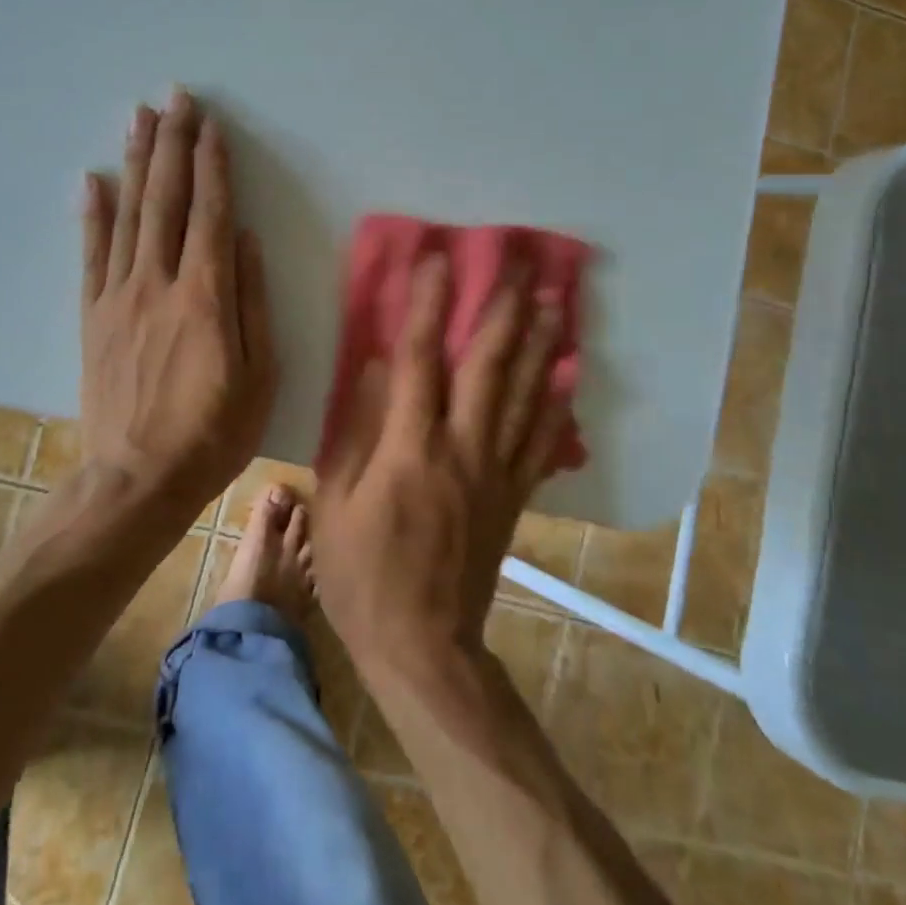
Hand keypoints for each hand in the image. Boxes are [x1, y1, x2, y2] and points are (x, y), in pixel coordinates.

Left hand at [80, 89, 276, 505]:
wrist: (137, 480)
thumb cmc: (214, 432)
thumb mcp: (261, 374)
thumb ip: (253, 302)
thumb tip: (248, 241)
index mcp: (206, 295)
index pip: (211, 213)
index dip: (212, 165)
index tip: (211, 125)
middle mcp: (159, 282)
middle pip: (166, 199)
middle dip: (172, 144)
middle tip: (174, 98)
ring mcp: (119, 296)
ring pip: (128, 214)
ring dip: (135, 162)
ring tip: (138, 117)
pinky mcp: (93, 316)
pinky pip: (91, 254)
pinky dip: (92, 213)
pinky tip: (92, 179)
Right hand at [315, 253, 569, 678]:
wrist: (424, 646)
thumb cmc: (362, 575)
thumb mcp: (335, 503)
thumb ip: (355, 430)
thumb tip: (373, 367)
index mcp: (410, 449)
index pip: (418, 360)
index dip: (426, 305)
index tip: (437, 258)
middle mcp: (461, 449)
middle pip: (488, 366)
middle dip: (502, 308)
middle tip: (520, 262)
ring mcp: (495, 473)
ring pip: (524, 395)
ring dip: (539, 343)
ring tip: (554, 299)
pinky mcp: (513, 497)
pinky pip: (541, 442)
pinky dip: (557, 404)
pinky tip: (570, 373)